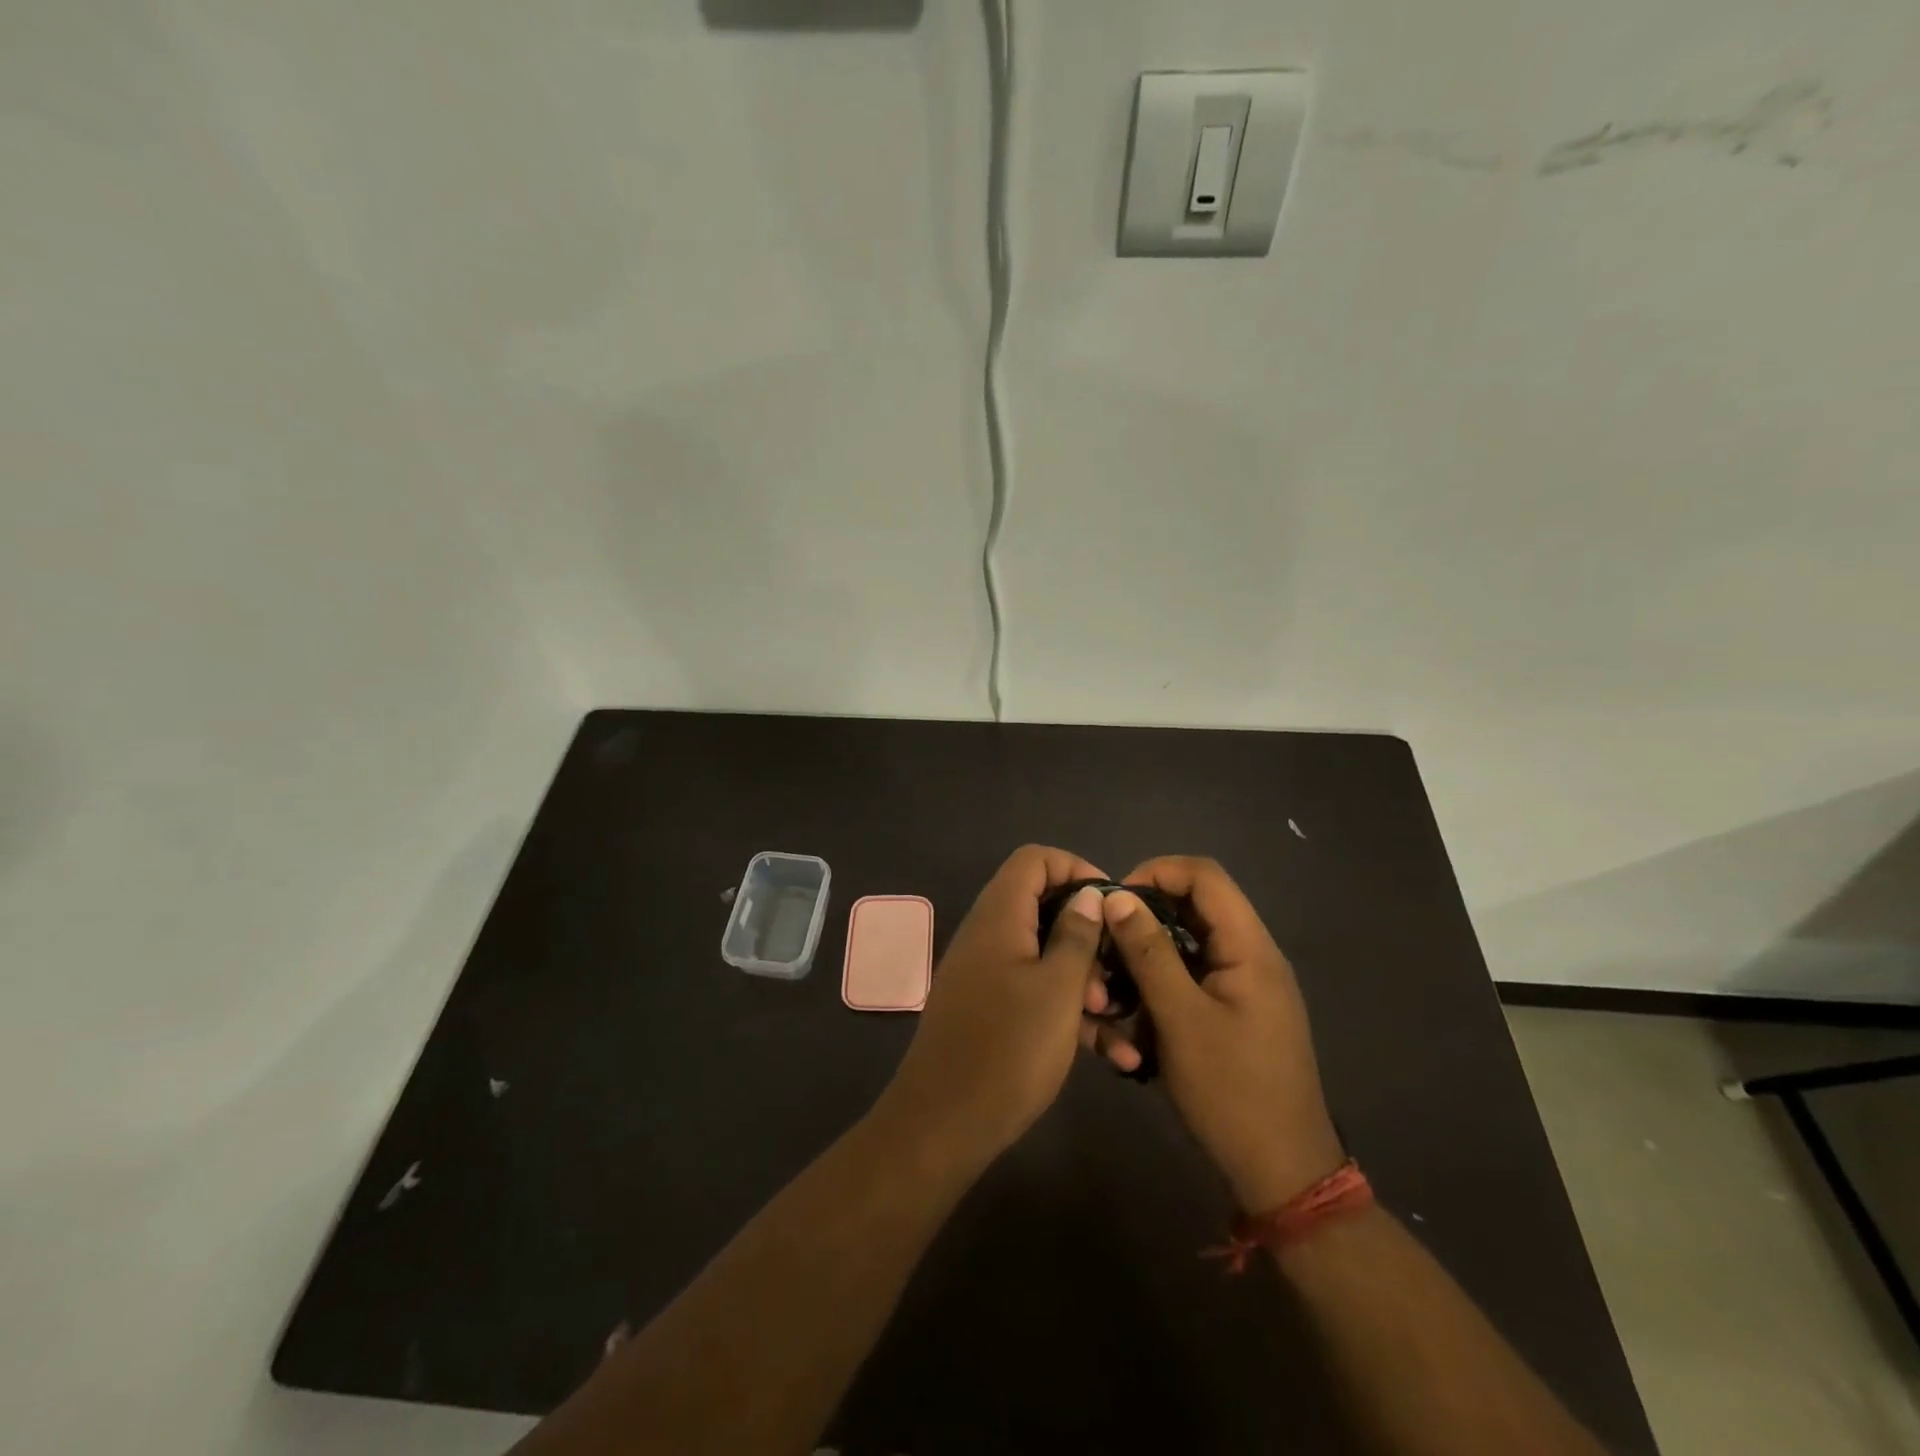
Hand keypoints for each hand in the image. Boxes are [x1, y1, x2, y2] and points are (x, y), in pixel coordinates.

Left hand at [876, 846, 1107, 1171]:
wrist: (943, 1125)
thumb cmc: (1009, 1049)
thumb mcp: (1057, 989)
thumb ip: (1076, 935)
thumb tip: (1088, 895)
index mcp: (999, 917)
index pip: (1034, 860)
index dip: (1076, 869)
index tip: (1113, 904)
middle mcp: (989, 936)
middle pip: (1043, 907)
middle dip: (1088, 935)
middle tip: (1118, 970)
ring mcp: (986, 974)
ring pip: (1044, 956)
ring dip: (1085, 981)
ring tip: (1117, 1019)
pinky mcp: (989, 1010)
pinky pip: (1034, 993)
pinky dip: (1068, 1013)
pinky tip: (1113, 1055)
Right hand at [1086, 856, 1343, 1211]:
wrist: (1282, 1173)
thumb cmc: (1232, 1092)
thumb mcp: (1180, 1019)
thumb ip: (1148, 953)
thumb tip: (1116, 897)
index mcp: (1250, 947)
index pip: (1204, 875)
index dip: (1156, 872)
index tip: (1114, 901)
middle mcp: (1252, 956)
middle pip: (1194, 908)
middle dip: (1145, 920)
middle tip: (1106, 945)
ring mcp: (1245, 986)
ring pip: (1188, 946)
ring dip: (1148, 958)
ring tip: (1114, 986)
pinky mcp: (1236, 1012)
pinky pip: (1193, 978)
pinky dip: (1161, 987)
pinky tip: (1135, 1019)